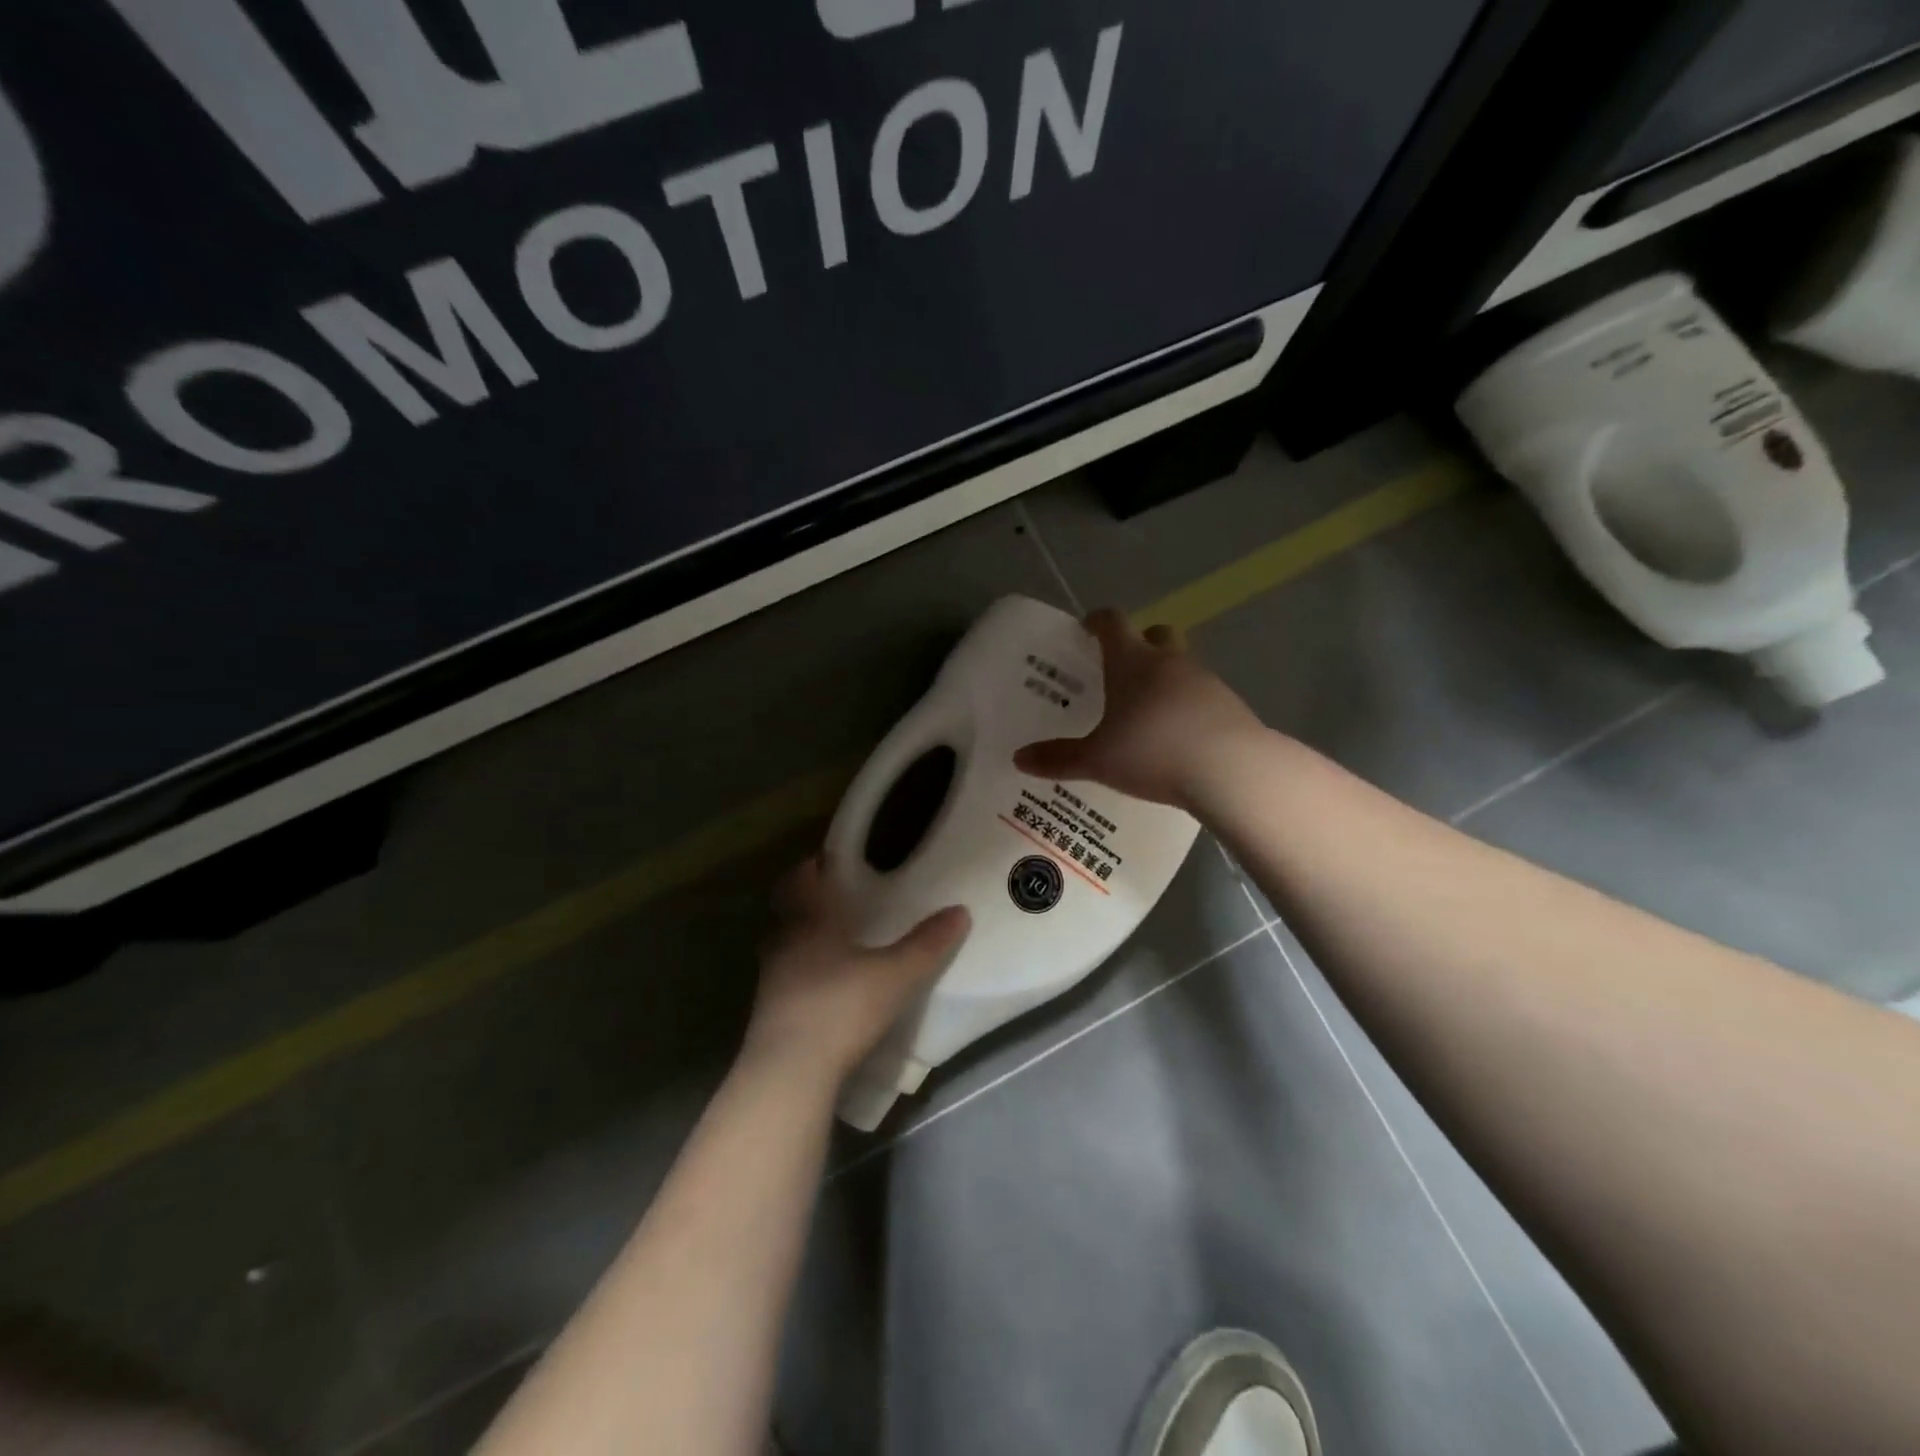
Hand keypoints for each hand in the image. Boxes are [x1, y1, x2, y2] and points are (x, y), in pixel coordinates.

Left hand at [744, 856, 970, 1086]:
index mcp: (808, 922)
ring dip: (806, 941)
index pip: (801, 880)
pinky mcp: (769, 1014)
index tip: (830, 861)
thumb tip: (960, 911)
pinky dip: (805, 975)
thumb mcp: (896, 975)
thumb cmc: (842, 1006)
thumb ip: (927, 944)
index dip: (813, 867)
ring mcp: (771, 980)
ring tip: (837, 945)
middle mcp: (783, 943)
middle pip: (789, 912)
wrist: (790, 1073)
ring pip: (786, 947)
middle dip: (810, 904)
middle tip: (839, 902)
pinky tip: (828, 988)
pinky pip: (787, 980)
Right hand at [1015, 608, 1265, 809]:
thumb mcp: (1096, 760)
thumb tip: (1019, 759)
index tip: (1085, 630)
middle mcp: (1169, 662)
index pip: (1112, 623)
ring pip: (1181, 666)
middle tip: (1120, 670)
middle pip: (1156, 634)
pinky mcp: (1230, 705)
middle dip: (1139, 644)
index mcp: (1132, 662)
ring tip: (1147, 713)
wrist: (1230, 770)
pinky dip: (1187, 707)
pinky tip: (1177, 738)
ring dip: (1165, 679)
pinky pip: (1202, 696)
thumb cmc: (1152, 752)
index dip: (1096, 621)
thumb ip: (1058, 758)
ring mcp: (1205, 681)